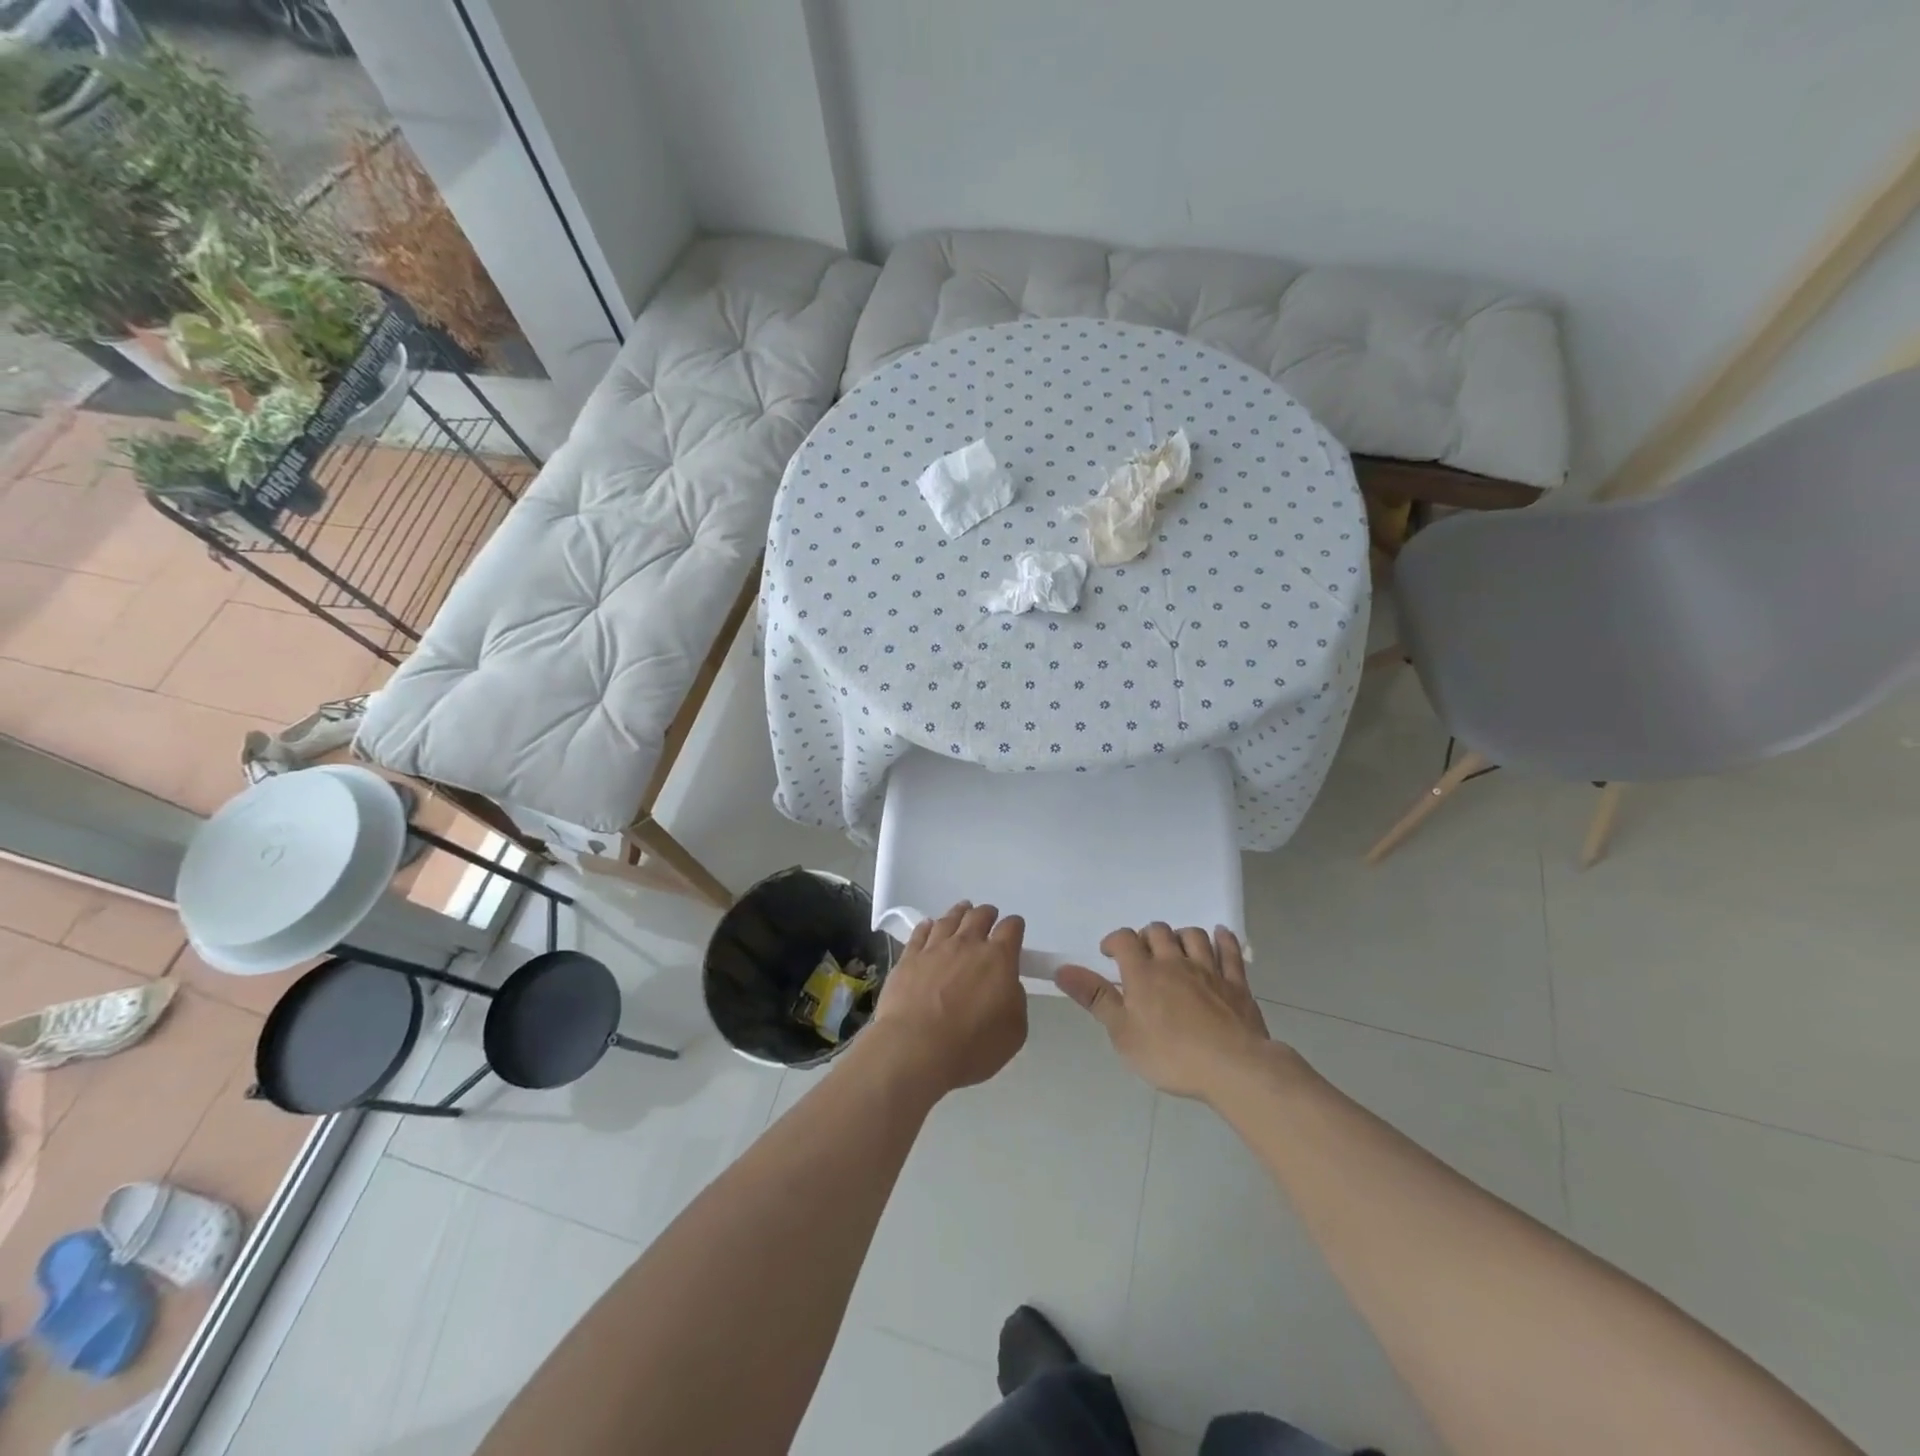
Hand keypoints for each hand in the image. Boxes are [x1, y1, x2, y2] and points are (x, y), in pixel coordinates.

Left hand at [869, 902, 1027, 1094]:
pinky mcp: (909, 957)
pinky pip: (921, 932)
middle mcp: (967, 944)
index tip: (1015, 931)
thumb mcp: (1014, 1031)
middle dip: (987, 914)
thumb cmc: (972, 1046)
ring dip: (960, 912)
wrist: (916, 1048)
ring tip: (963, 911)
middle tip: (989, 918)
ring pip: (950, 919)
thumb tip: (1007, 985)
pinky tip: (929, 926)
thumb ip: (1015, 1000)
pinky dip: (929, 926)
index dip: (1015, 927)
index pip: (1011, 928)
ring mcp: (935, 948)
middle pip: (979, 916)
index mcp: (998, 959)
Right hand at [1056, 923, 1279, 1102]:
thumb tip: (1062, 970)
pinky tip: (1220, 934)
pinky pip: (1229, 951)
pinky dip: (1223, 939)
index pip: (1124, 939)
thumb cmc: (1170, 1055)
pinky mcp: (1236, 983)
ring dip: (1181, 935)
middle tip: (1142, 954)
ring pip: (1193, 936)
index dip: (1114, 941)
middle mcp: (1174, 962)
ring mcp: (1209, 970)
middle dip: (1147, 936)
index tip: (1109, 953)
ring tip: (1175, 948)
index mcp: (1143, 973)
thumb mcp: (1122, 1033)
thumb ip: (1095, 998)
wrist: (1232, 1067)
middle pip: (1159, 931)